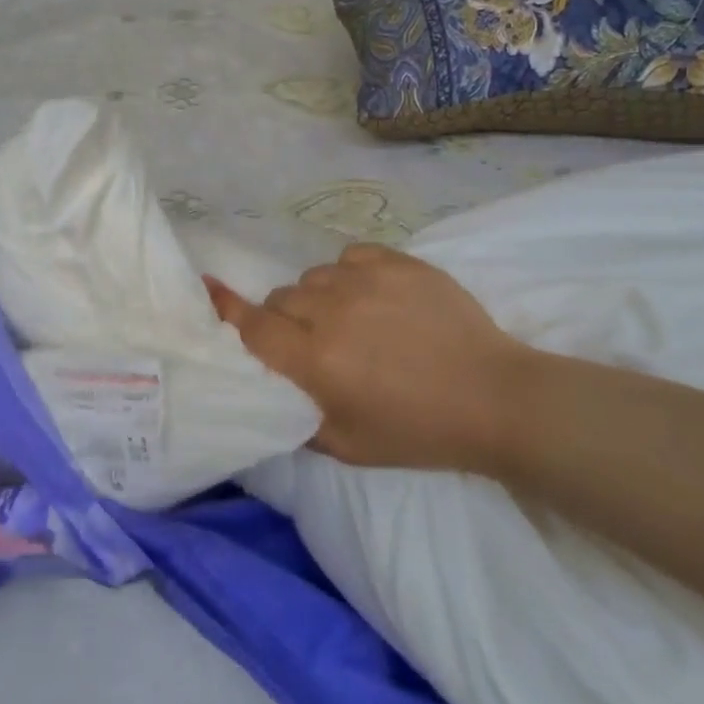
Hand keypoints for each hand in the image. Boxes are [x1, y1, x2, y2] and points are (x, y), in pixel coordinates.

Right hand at [206, 243, 534, 474]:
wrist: (495, 398)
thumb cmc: (418, 432)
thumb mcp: (347, 447)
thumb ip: (295, 417)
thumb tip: (268, 388)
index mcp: (314, 360)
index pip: (251, 326)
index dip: (226, 309)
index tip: (208, 288)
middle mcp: (330, 312)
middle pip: (280, 300)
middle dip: (286, 321)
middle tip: (315, 345)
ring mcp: (366, 280)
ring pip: (313, 277)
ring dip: (318, 298)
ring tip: (350, 321)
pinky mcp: (398, 262)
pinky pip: (349, 256)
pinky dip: (350, 274)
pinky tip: (373, 296)